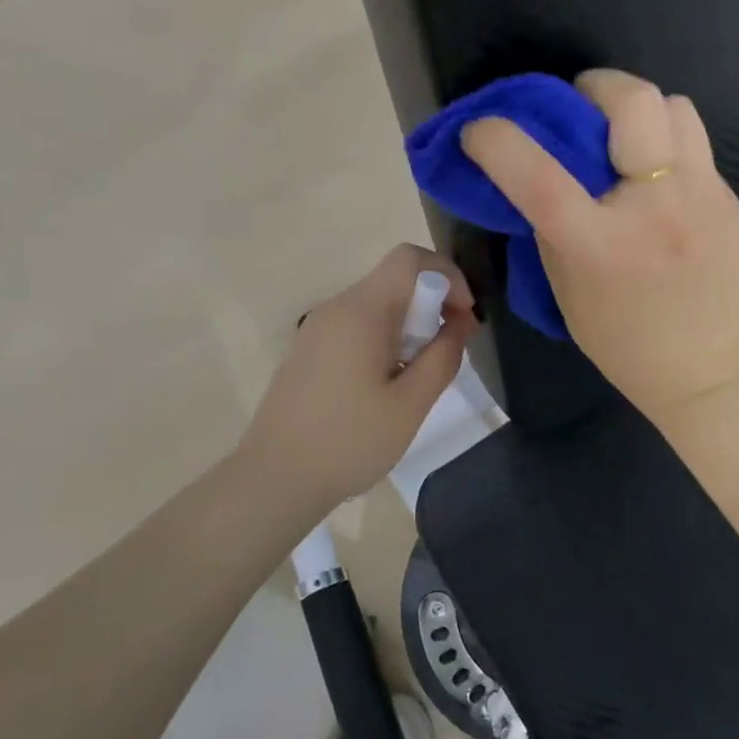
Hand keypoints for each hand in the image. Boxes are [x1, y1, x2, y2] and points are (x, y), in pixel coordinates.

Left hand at [238, 244, 476, 512]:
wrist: (274, 480)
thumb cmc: (349, 442)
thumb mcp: (410, 404)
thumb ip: (442, 357)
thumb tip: (458, 324)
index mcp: (360, 311)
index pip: (409, 259)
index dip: (448, 276)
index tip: (463, 318)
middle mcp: (336, 308)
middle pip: (395, 280)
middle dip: (433, 304)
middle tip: (451, 350)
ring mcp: (317, 329)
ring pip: (377, 305)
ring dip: (411, 325)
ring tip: (422, 374)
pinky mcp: (309, 351)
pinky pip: (357, 326)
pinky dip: (385, 339)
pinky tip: (388, 384)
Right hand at [460, 68, 738, 428]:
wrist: (709, 373)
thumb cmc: (624, 342)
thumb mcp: (567, 290)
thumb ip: (551, 229)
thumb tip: (542, 179)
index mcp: (601, 244)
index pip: (540, 175)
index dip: (500, 140)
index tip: (481, 130)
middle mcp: (656, 209)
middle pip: (634, 102)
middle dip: (598, 86)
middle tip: (582, 107)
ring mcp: (704, 199)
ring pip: (677, 108)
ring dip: (642, 113)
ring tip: (627, 144)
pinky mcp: (732, 203)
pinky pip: (696, 151)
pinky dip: (668, 155)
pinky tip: (662, 192)